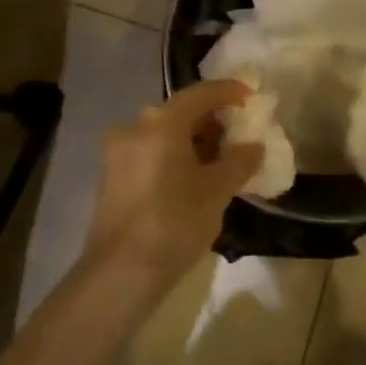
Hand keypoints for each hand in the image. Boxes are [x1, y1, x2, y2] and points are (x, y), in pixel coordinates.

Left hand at [86, 79, 262, 292]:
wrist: (120, 273)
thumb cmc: (174, 222)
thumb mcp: (217, 192)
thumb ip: (239, 162)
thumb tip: (254, 145)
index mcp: (161, 123)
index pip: (200, 93)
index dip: (228, 91)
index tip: (250, 96)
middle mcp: (135, 127)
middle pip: (180, 112)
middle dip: (211, 120)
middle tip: (238, 134)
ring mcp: (118, 153)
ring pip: (163, 134)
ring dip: (192, 141)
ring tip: (220, 160)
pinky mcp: (111, 177)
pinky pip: (150, 153)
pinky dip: (174, 156)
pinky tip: (192, 179)